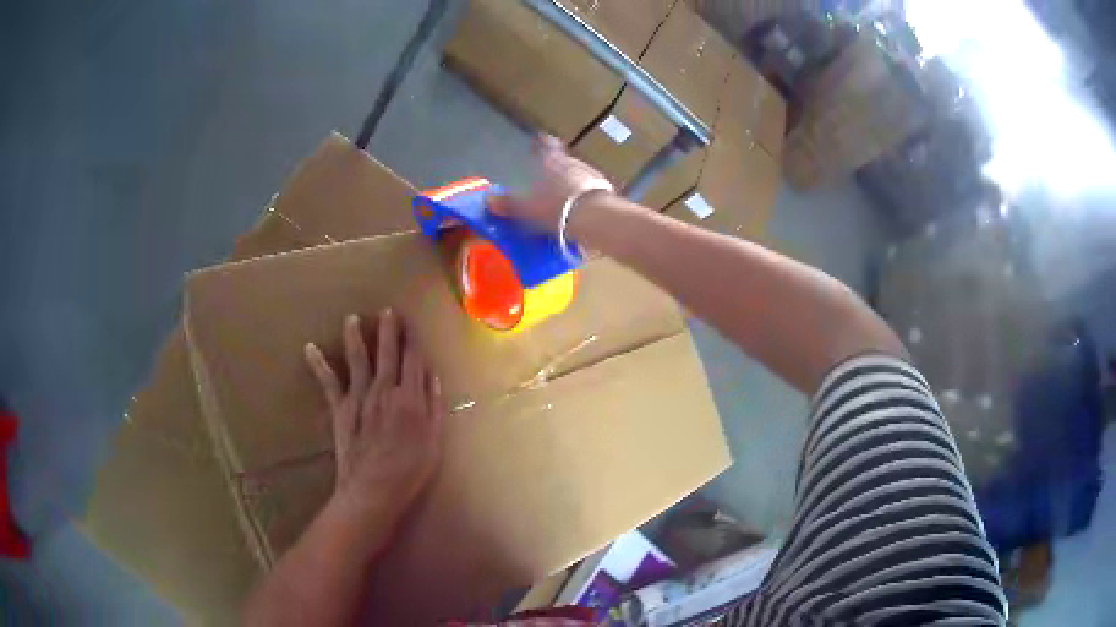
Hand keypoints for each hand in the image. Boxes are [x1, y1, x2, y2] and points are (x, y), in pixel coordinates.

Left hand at [304, 310, 443, 523]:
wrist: (373, 489)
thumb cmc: (409, 470)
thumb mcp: (434, 441)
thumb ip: (434, 406)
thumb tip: (432, 377)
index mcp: (410, 398)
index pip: (414, 361)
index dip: (414, 342)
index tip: (413, 325)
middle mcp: (384, 390)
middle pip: (388, 354)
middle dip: (389, 330)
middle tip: (388, 311)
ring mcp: (359, 397)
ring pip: (358, 359)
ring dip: (355, 337)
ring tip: (352, 318)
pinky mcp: (340, 408)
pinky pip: (328, 383)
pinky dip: (318, 365)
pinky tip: (310, 348)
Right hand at [488, 135, 613, 232]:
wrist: (595, 217)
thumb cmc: (555, 207)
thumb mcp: (526, 208)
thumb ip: (508, 204)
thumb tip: (488, 200)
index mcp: (551, 161)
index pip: (545, 144)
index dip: (541, 143)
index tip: (539, 140)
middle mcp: (572, 162)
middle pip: (563, 160)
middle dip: (556, 167)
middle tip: (548, 178)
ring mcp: (591, 174)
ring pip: (578, 173)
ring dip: (571, 182)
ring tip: (564, 196)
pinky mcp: (605, 190)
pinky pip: (590, 189)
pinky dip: (584, 195)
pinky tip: (580, 208)